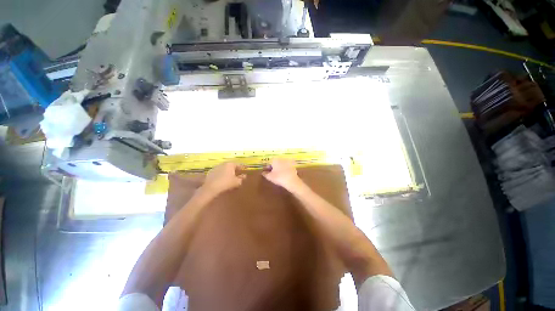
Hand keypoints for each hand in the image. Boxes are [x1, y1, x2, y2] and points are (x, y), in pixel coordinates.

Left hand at [201, 162, 245, 195]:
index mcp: (230, 164)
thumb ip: (241, 178)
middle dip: (235, 169)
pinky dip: (222, 174)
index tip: (246, 168)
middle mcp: (223, 164)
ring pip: (224, 168)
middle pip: (231, 166)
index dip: (243, 167)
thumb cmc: (226, 183)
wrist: (210, 188)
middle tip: (238, 172)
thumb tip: (244, 176)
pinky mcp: (210, 172)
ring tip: (230, 176)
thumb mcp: (236, 182)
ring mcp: (216, 167)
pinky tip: (223, 179)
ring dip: (228, 171)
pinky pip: (219, 172)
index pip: (239, 165)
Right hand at [262, 159, 302, 189]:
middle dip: (274, 166)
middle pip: (276, 162)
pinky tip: (285, 174)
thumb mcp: (270, 177)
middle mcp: (281, 159)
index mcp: (275, 160)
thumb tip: (263, 172)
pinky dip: (285, 169)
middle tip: (272, 173)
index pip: (269, 162)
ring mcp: (288, 162)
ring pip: (282, 164)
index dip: (268, 167)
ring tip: (279, 174)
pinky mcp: (293, 165)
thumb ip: (265, 174)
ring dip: (280, 167)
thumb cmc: (279, 177)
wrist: (291, 181)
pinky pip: (287, 167)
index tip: (267, 171)